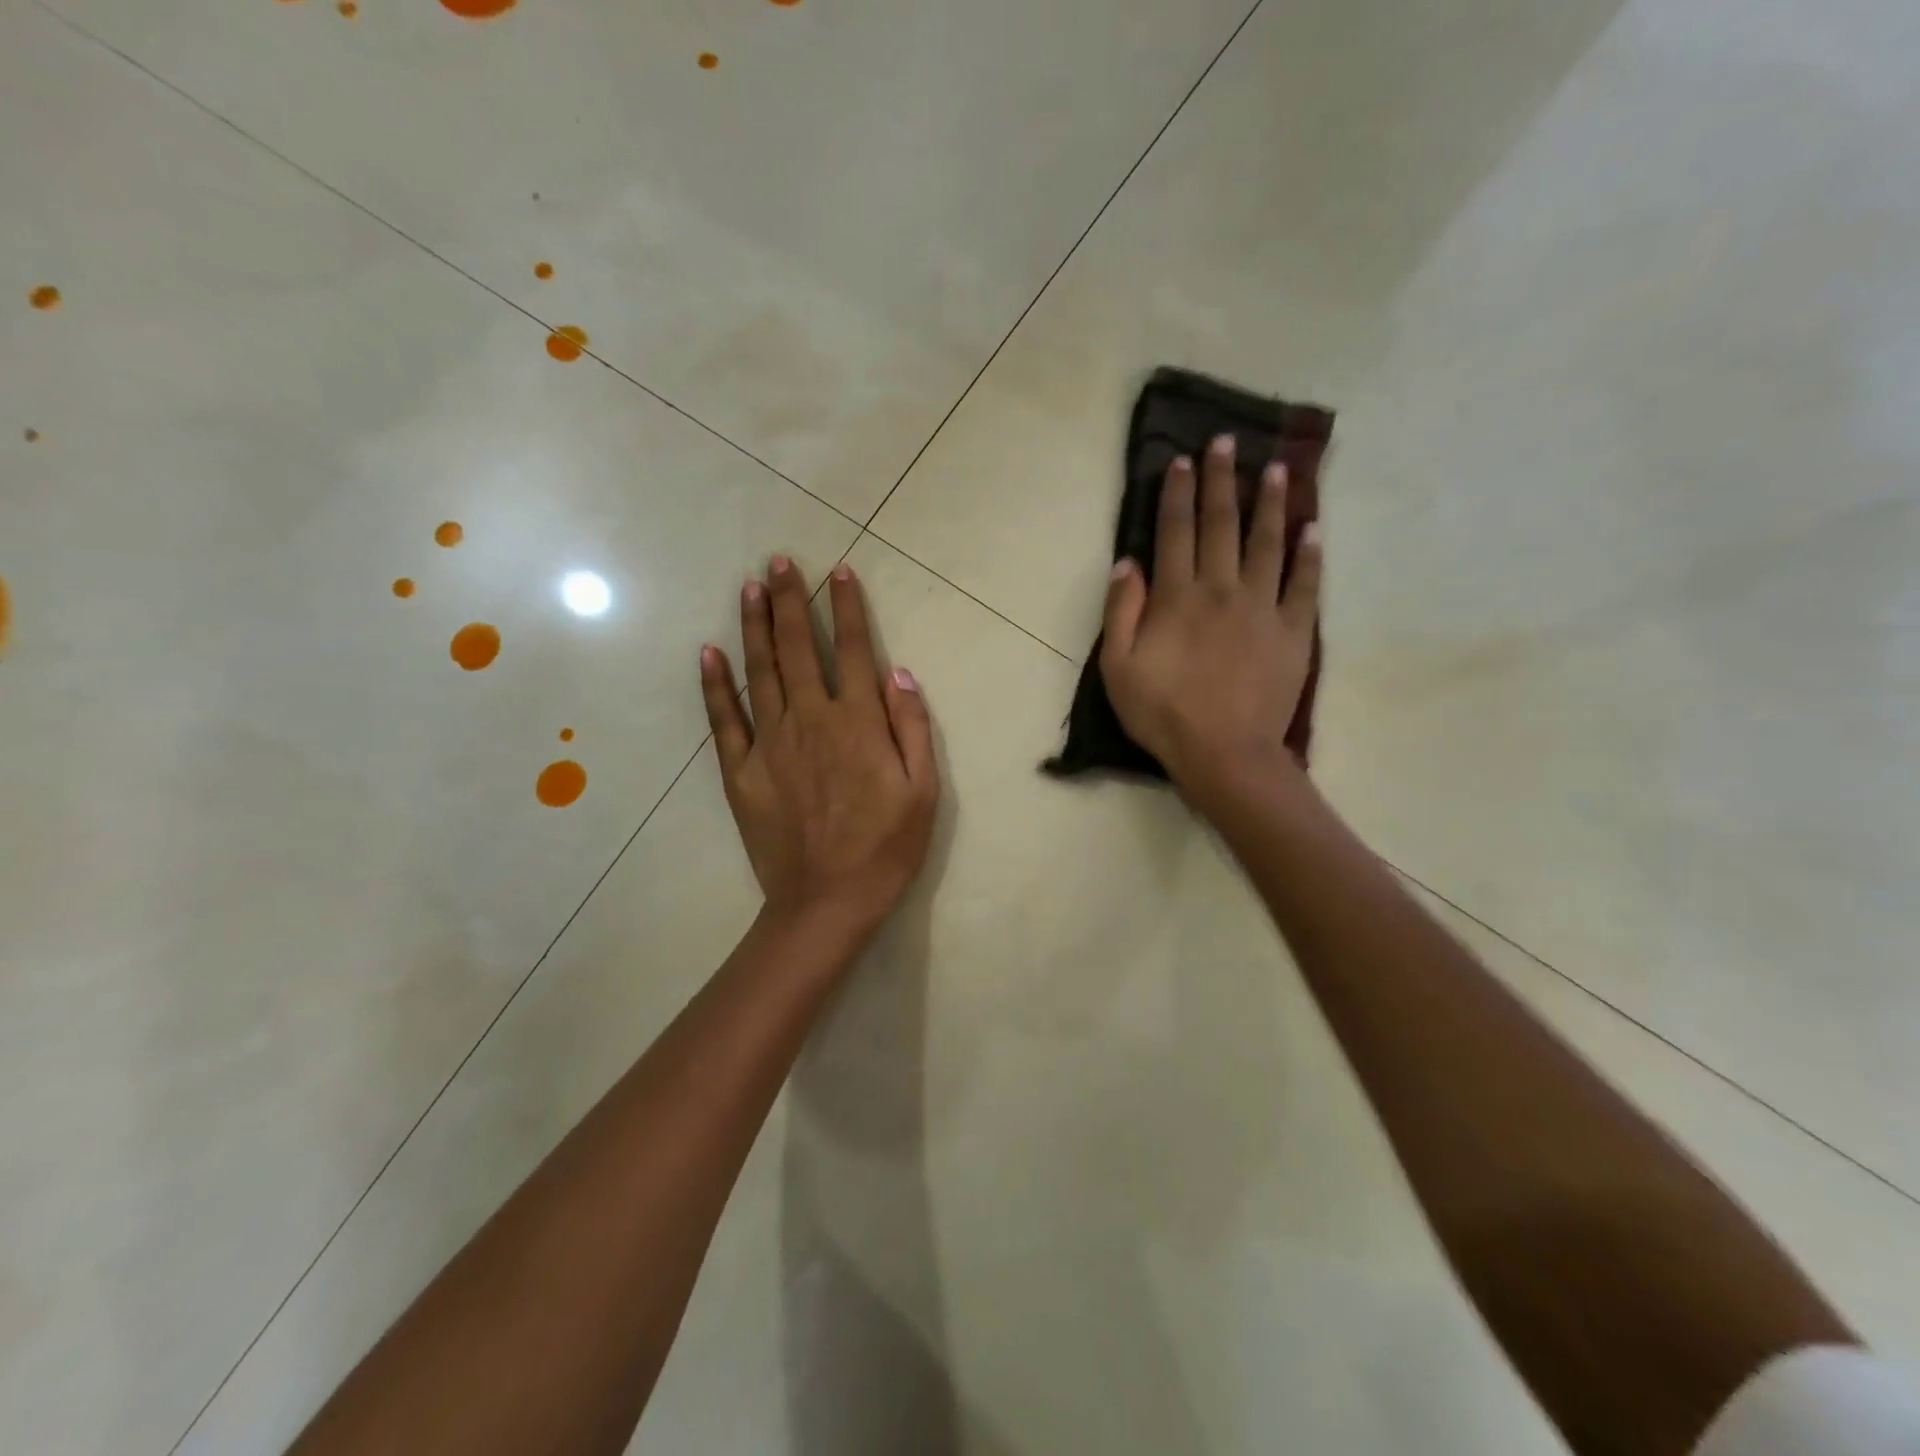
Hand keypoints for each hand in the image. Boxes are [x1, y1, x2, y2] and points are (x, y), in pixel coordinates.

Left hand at [700, 556, 938, 952]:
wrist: (826, 902)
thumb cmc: (885, 848)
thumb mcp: (923, 792)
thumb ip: (912, 728)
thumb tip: (899, 674)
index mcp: (858, 724)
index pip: (854, 651)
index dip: (848, 609)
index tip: (840, 573)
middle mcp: (811, 720)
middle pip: (799, 649)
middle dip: (791, 601)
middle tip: (780, 561)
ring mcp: (770, 743)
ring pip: (760, 671)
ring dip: (755, 625)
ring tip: (749, 587)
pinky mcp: (741, 771)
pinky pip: (724, 719)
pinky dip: (715, 683)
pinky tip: (708, 652)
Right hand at [1100, 434, 1322, 792]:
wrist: (1224, 753)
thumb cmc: (1162, 713)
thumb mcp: (1118, 667)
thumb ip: (1121, 611)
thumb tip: (1128, 562)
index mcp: (1178, 597)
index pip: (1176, 531)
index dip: (1177, 493)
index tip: (1182, 460)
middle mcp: (1222, 589)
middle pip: (1221, 525)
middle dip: (1221, 481)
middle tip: (1226, 443)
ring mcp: (1263, 608)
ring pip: (1268, 543)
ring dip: (1271, 504)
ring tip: (1276, 470)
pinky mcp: (1293, 632)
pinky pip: (1305, 585)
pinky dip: (1310, 555)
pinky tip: (1314, 529)